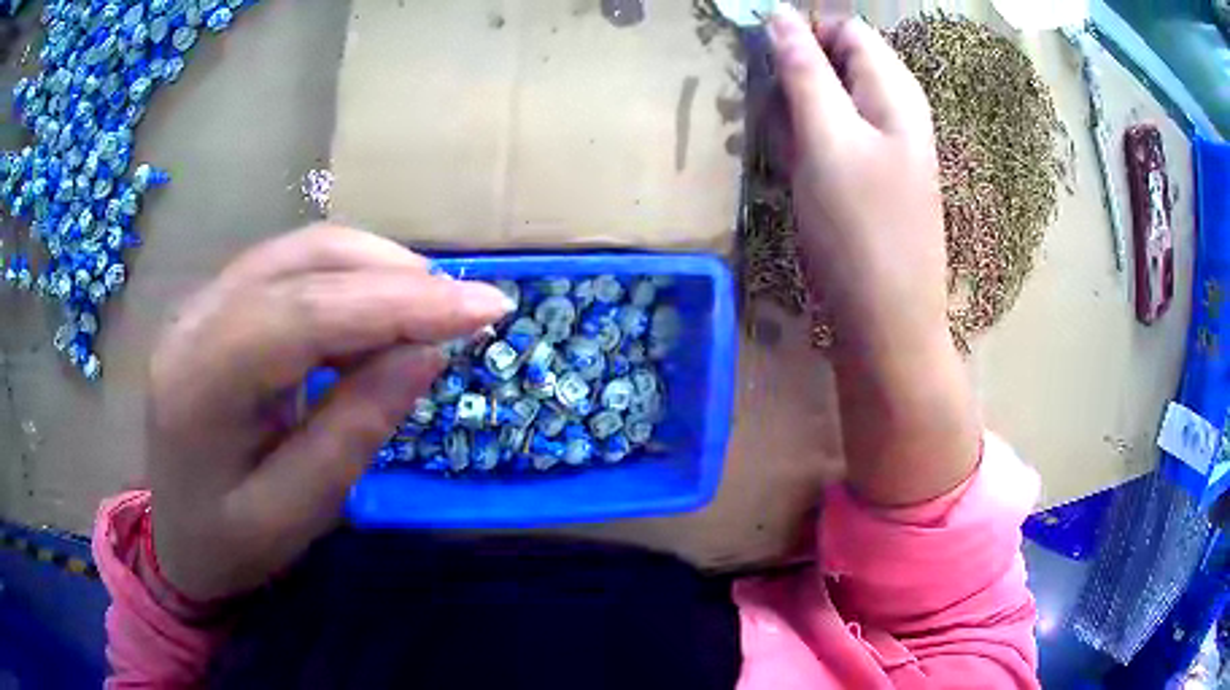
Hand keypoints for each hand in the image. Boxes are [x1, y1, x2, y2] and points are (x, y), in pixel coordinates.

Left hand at [146, 225, 511, 601]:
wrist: (177, 535)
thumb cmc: (229, 543)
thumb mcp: (295, 514)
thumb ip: (354, 432)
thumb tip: (428, 354)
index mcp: (197, 384)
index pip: (302, 313)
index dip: (397, 302)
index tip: (485, 308)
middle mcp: (194, 320)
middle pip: (303, 261)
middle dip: (396, 276)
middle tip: (466, 310)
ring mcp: (204, 302)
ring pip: (303, 250)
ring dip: (377, 271)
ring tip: (431, 314)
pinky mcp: (221, 302)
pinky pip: (295, 267)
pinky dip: (350, 281)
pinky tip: (378, 318)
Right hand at [770, 8, 945, 351]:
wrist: (887, 325)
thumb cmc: (860, 230)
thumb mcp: (827, 139)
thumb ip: (805, 71)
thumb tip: (780, 16)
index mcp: (896, 91)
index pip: (846, 29)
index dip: (803, 34)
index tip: (766, 64)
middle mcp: (896, 111)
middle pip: (838, 63)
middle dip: (796, 77)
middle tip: (774, 116)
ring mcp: (885, 148)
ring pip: (830, 102)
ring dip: (796, 114)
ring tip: (785, 150)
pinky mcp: (870, 179)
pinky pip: (833, 138)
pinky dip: (807, 144)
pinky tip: (797, 173)